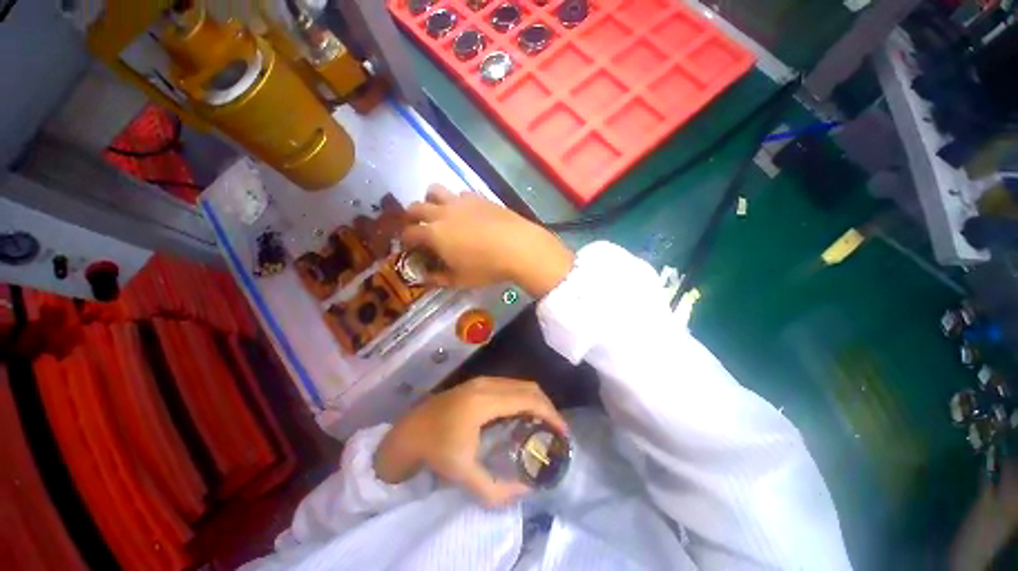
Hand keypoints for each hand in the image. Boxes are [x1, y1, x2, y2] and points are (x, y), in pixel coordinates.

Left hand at [374, 377, 566, 507]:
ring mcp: (482, 380)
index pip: (528, 400)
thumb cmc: (435, 450)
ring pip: (520, 384)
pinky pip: (510, 385)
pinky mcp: (479, 383)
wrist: (410, 431)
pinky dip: (523, 398)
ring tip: (542, 424)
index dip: (550, 414)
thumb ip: (495, 489)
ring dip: (535, 401)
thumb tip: (526, 491)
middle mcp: (487, 384)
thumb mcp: (463, 474)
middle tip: (555, 430)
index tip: (563, 433)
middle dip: (547, 406)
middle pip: (528, 387)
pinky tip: (522, 415)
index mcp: (485, 401)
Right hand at [401, 185, 573, 297]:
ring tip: (439, 213)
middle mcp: (443, 213)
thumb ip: (439, 278)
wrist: (519, 247)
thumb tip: (425, 277)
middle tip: (418, 227)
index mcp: (434, 234)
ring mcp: (461, 202)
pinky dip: (455, 201)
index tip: (408, 246)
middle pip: (416, 206)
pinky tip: (466, 212)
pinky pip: (459, 193)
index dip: (404, 239)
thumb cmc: (487, 267)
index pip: (409, 233)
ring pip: (435, 190)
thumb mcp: (460, 279)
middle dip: (411, 217)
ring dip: (431, 200)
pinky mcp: (479, 197)